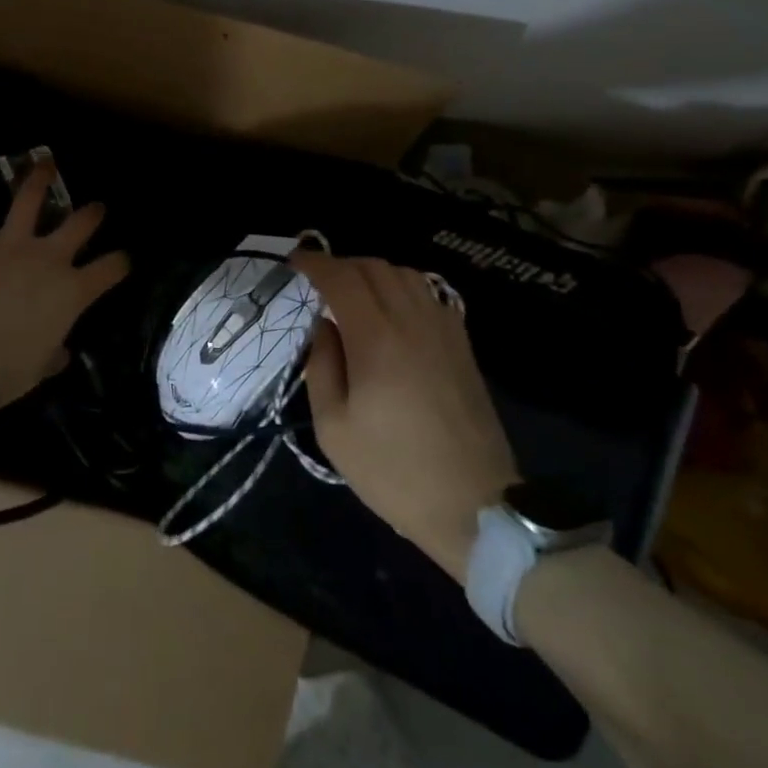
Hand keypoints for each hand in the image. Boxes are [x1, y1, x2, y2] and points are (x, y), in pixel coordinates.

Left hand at [0, 166, 129, 455]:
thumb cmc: (8, 374)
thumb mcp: (40, 367)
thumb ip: (54, 353)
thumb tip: (60, 353)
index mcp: (72, 291)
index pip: (111, 268)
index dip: (120, 262)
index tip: (123, 259)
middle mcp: (47, 259)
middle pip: (79, 223)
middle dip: (92, 213)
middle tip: (97, 207)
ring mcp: (8, 247)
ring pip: (29, 200)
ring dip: (37, 180)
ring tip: (43, 163)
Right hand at [292, 253, 518, 581]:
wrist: (474, 505)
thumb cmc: (393, 471)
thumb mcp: (334, 428)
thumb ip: (322, 366)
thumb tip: (323, 325)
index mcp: (376, 339)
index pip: (341, 278)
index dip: (314, 262)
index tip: (294, 262)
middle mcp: (411, 321)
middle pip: (373, 267)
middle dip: (340, 265)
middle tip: (318, 282)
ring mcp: (442, 329)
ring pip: (404, 274)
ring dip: (372, 272)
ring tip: (353, 293)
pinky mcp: (462, 343)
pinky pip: (428, 293)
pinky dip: (402, 287)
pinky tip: (392, 311)